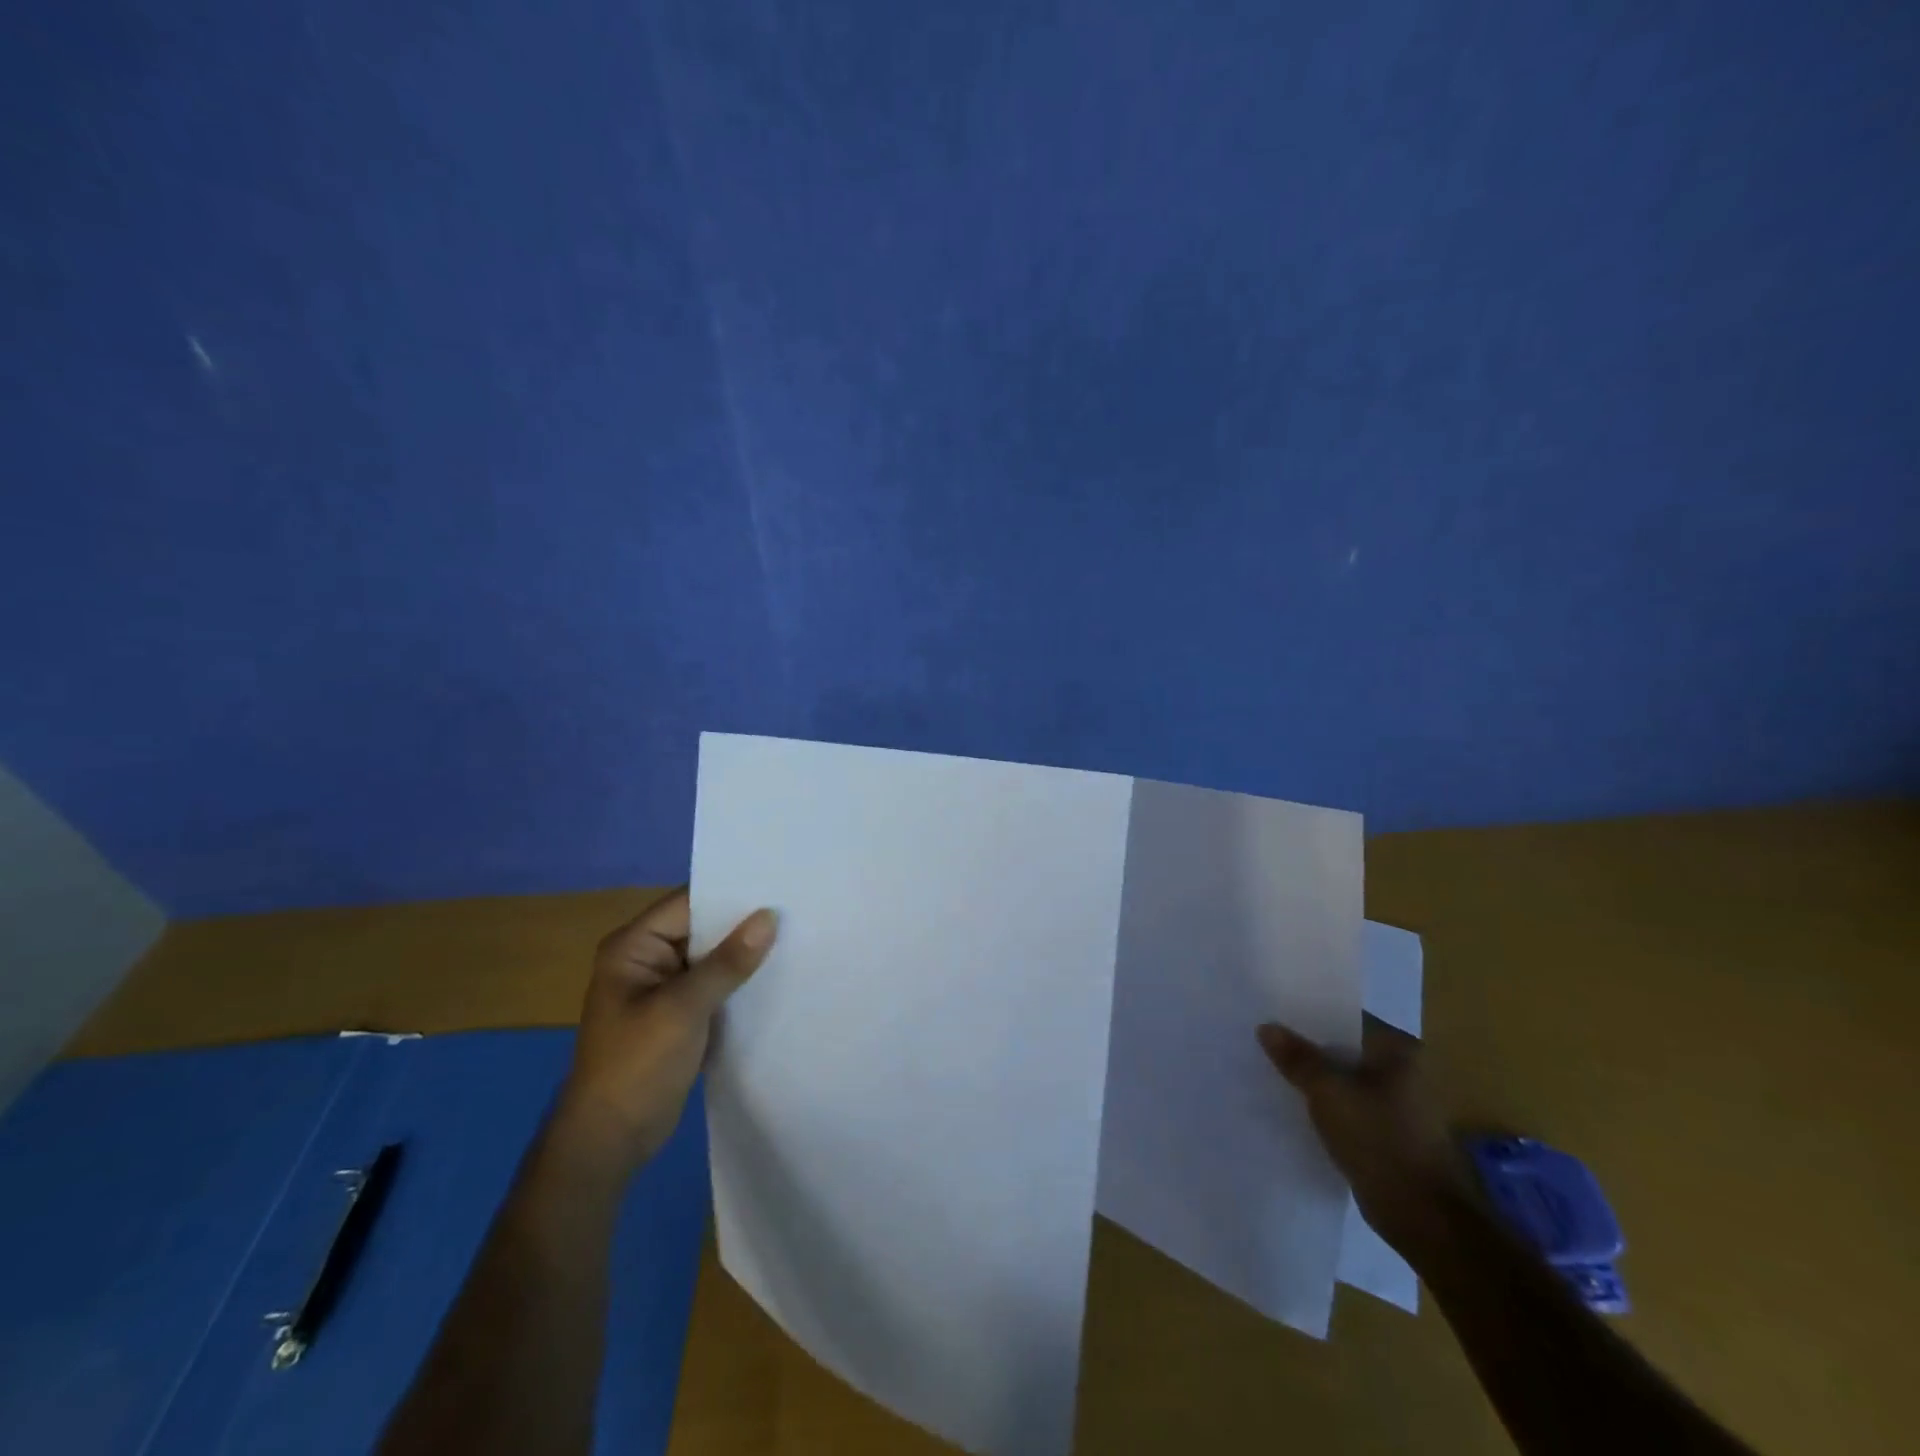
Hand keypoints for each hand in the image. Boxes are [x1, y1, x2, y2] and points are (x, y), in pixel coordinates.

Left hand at [552, 889, 776, 1177]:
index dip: (731, 894)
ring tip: (797, 936)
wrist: (611, 1140)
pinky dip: (740, 980)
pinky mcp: (680, 1013)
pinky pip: (716, 984)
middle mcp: (648, 958)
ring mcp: (664, 987)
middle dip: (744, 923)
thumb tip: (769, 917)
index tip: (778, 885)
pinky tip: (778, 975)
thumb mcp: (683, 1009)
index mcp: (634, 946)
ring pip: (713, 957)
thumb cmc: (636, 1066)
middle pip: (703, 927)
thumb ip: (727, 963)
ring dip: (746, 953)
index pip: (689, 903)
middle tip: (797, 908)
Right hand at [1258, 1018, 1469, 1256]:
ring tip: (1271, 1068)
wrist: (1425, 1219)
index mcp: (1399, 1050)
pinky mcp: (1390, 1132)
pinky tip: (1294, 1104)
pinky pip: (1349, 1105)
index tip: (1271, 1013)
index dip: (1307, 1015)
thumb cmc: (1381, 1142)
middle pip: (1344, 1048)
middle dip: (1307, 1047)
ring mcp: (1399, 1104)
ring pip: (1345, 1078)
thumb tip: (1267, 1027)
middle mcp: (1405, 1070)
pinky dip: (1326, 1104)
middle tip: (1264, 1039)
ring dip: (1315, 1078)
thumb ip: (1297, 1058)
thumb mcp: (1329, 1093)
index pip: (1345, 1018)